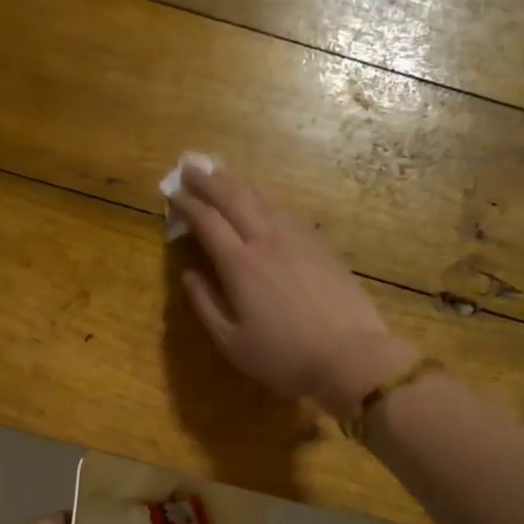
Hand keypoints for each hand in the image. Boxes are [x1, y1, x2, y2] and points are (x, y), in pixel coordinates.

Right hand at [169, 164, 416, 419]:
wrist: (350, 355)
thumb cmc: (284, 356)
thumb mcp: (232, 343)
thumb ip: (205, 305)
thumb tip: (188, 275)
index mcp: (239, 264)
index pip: (207, 222)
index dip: (188, 205)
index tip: (173, 194)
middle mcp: (266, 240)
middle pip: (234, 198)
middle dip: (209, 180)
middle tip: (190, 167)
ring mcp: (297, 238)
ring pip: (262, 199)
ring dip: (237, 183)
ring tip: (220, 174)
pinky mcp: (319, 244)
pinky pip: (284, 210)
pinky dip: (264, 199)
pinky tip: (261, 201)